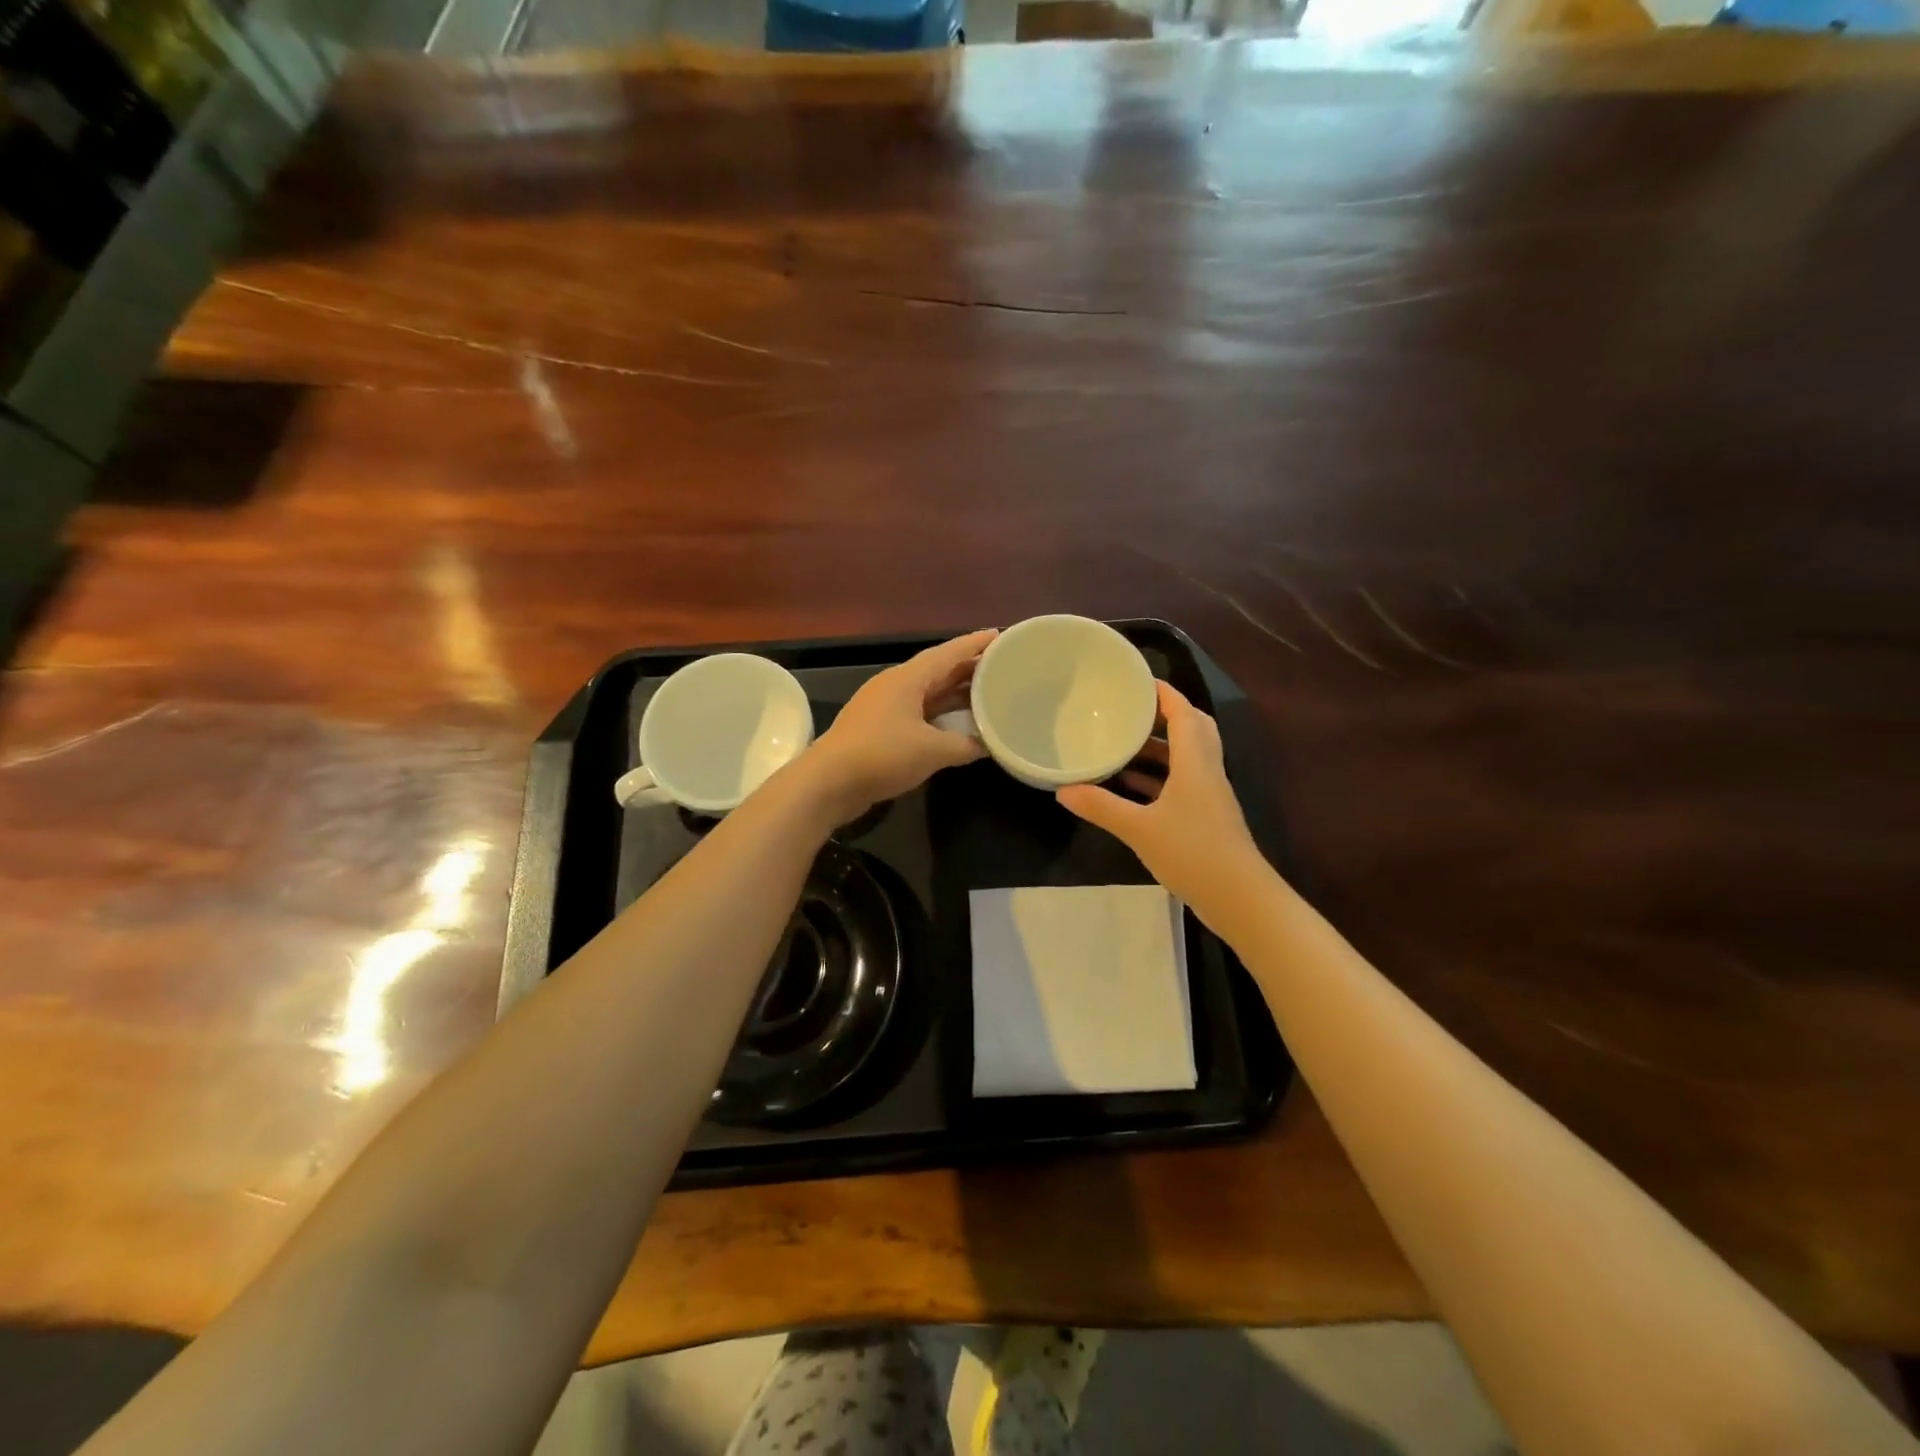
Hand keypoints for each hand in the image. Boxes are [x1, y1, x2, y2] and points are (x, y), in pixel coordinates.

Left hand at [803, 629, 996, 820]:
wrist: (828, 783)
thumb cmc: (882, 755)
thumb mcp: (932, 751)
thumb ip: (965, 745)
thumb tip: (989, 745)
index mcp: (907, 679)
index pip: (948, 653)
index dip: (974, 644)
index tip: (1000, 635)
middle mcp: (895, 686)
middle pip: (938, 671)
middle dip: (969, 668)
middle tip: (1002, 667)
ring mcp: (884, 708)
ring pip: (928, 693)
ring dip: (955, 693)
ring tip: (986, 693)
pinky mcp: (878, 730)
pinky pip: (918, 714)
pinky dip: (940, 715)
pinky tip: (956, 725)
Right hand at [1056, 681, 1265, 919]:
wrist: (1240, 899)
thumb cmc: (1193, 853)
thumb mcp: (1139, 829)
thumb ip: (1101, 807)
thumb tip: (1062, 790)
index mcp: (1195, 763)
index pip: (1184, 713)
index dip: (1164, 693)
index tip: (1137, 681)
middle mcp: (1206, 771)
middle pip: (1192, 729)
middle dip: (1164, 715)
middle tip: (1130, 710)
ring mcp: (1209, 796)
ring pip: (1186, 758)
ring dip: (1158, 748)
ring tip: (1121, 744)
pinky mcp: (1206, 817)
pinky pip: (1181, 783)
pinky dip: (1158, 778)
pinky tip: (1130, 787)